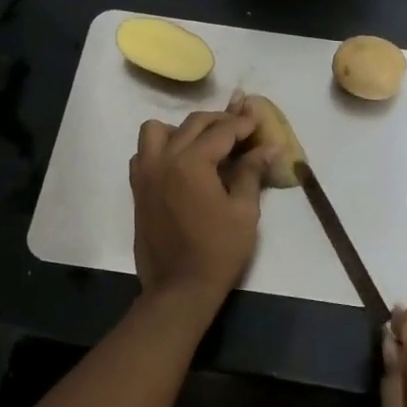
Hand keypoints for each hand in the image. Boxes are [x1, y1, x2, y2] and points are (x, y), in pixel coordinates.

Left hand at [130, 107, 267, 302]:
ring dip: (182, 129)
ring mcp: (146, 174)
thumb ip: (251, 172)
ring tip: (203, 143)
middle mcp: (164, 160)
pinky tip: (180, 163)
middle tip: (241, 127)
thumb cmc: (219, 251)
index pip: (222, 131)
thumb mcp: (244, 211)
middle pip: (192, 124)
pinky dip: (161, 148)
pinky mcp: (138, 189)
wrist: (179, 287)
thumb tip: (268, 147)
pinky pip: (144, 153)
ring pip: (157, 131)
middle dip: (219, 121)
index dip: (243, 123)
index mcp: (192, 163)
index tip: (259, 119)